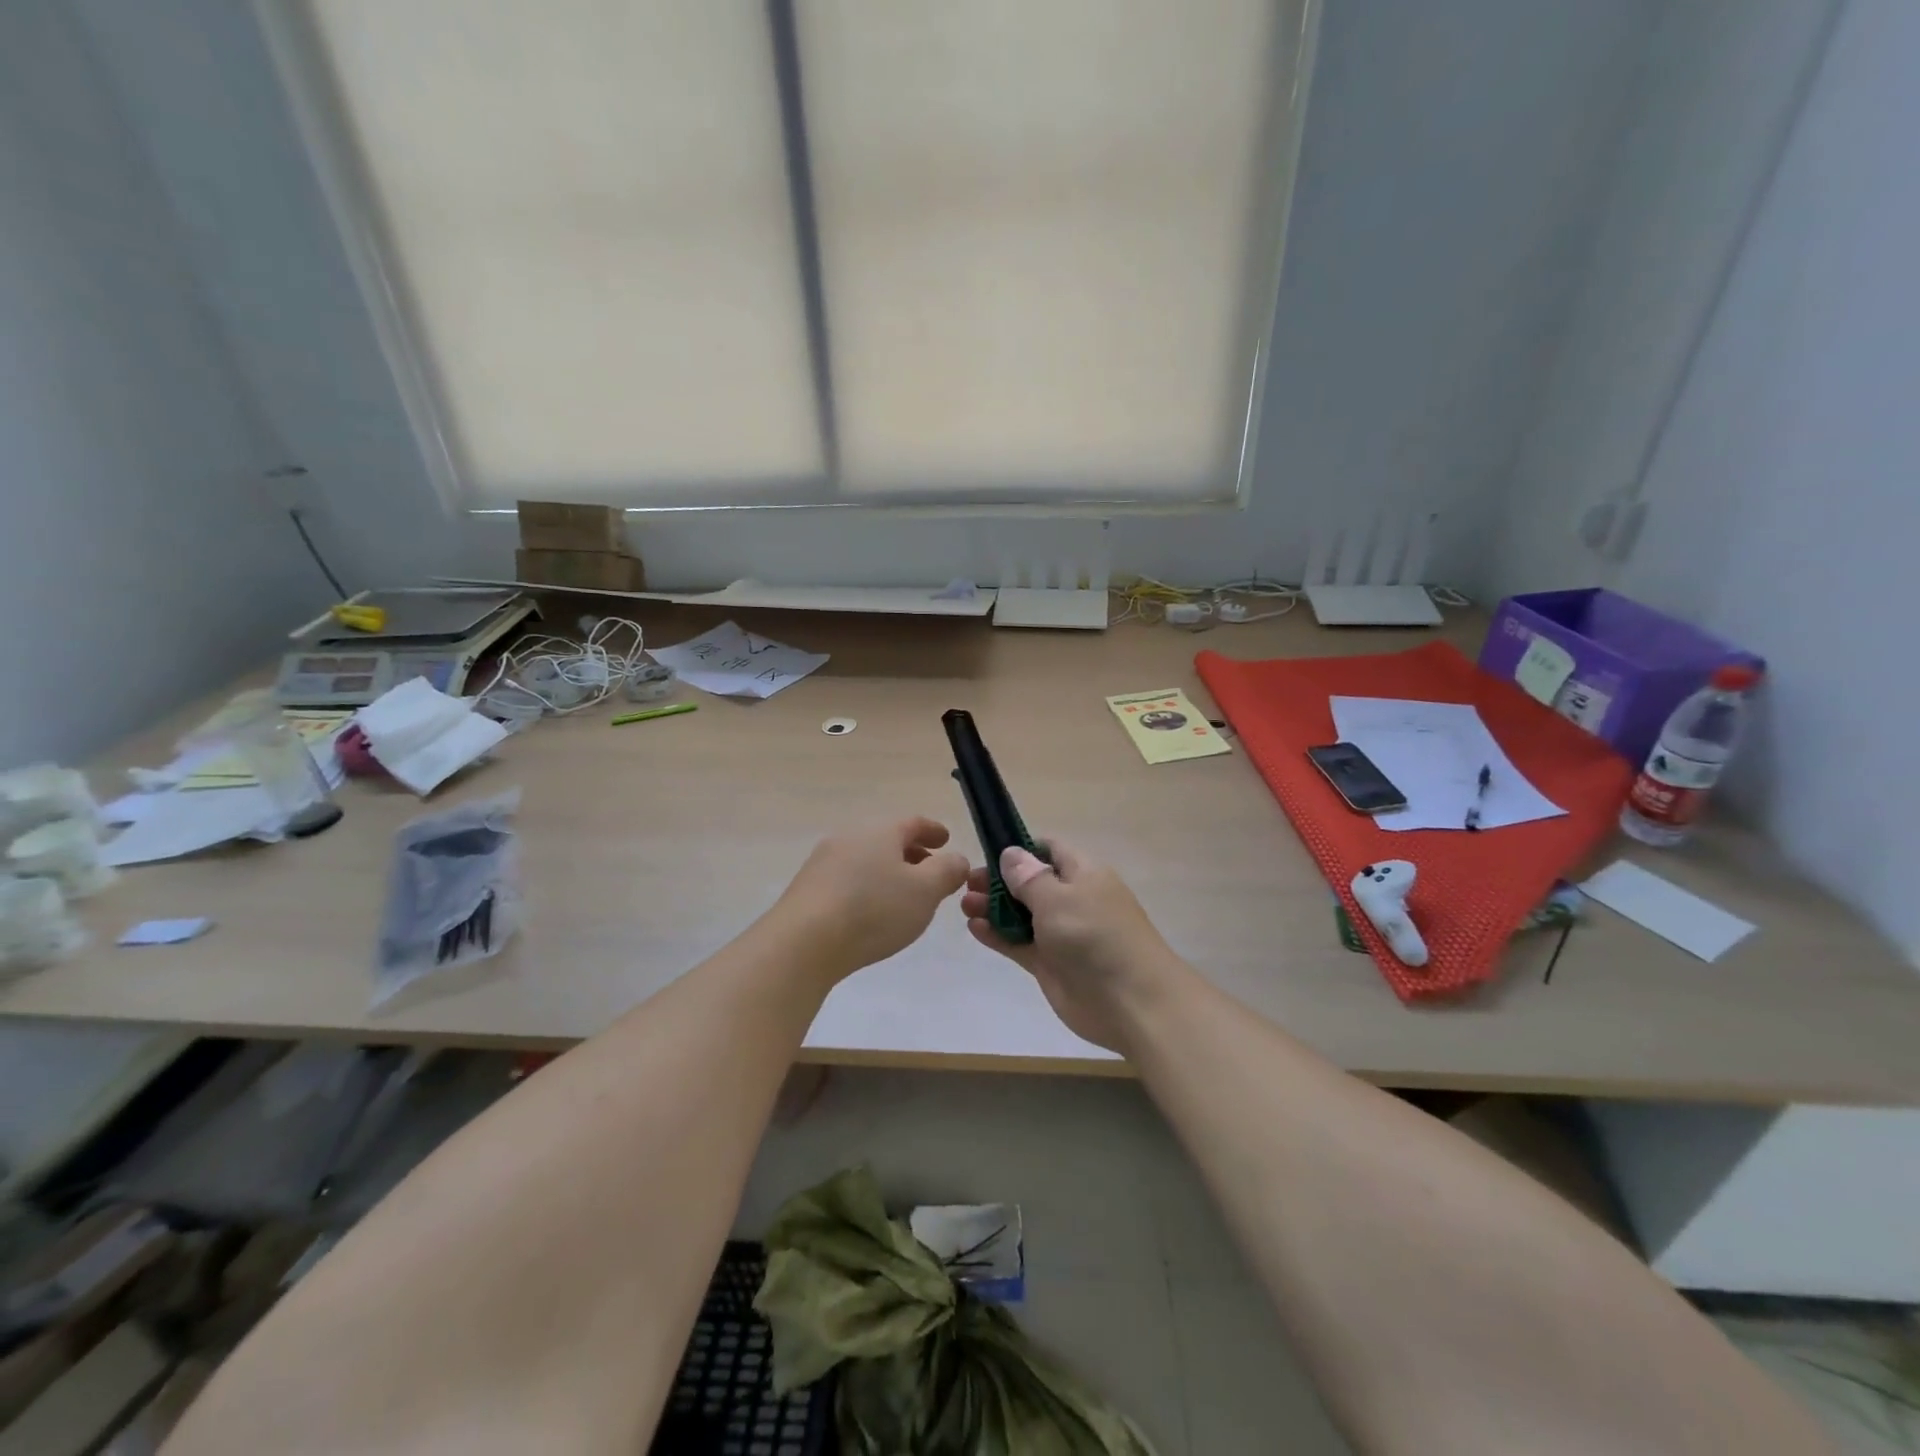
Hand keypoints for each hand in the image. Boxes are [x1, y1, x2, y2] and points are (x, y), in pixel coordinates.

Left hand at [770, 818, 970, 981]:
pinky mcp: (807, 889)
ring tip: (903, 895)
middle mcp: (850, 837)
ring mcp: (823, 862)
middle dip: (911, 853)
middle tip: (930, 870)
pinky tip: (871, 911)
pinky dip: (867, 887)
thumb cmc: (873, 909)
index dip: (933, 831)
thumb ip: (948, 871)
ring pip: (866, 859)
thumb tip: (956, 859)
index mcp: (880, 830)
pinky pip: (847, 879)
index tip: (946, 840)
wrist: (803, 942)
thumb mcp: (925, 891)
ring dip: (888, 871)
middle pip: (887, 839)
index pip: (913, 822)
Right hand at [962, 841, 1187, 1052]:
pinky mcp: (1051, 964)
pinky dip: (998, 935)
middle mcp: (1072, 899)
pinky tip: (974, 928)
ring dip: (993, 907)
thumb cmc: (1095, 936)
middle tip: (967, 882)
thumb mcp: (1058, 898)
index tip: (988, 851)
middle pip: (1030, 882)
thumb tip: (1011, 853)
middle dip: (999, 880)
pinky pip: (1019, 943)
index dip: (1020, 848)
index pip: (1049, 849)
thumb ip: (1029, 877)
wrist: (1132, 1003)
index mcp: (1083, 874)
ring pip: (1021, 913)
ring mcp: (1061, 933)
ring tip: (964, 905)